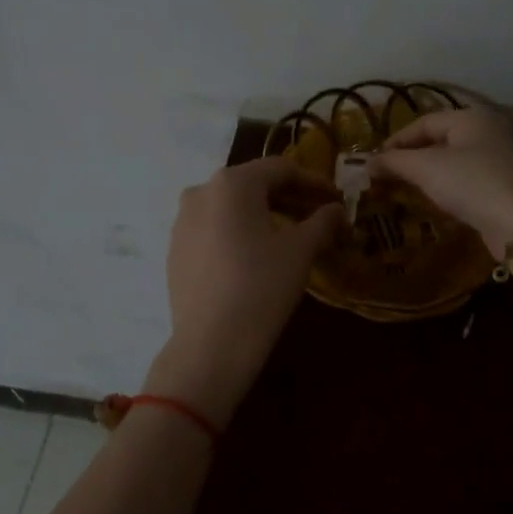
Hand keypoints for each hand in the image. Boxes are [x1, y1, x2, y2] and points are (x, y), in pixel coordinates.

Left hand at [146, 157, 345, 423]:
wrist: (211, 344)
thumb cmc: (262, 286)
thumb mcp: (301, 251)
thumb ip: (322, 222)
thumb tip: (337, 210)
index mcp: (232, 183)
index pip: (281, 169)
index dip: (314, 182)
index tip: (336, 199)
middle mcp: (201, 192)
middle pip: (253, 185)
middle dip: (289, 197)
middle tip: (318, 216)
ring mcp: (182, 221)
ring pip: (232, 207)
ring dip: (264, 214)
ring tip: (290, 235)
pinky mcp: (175, 249)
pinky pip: (214, 228)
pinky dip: (240, 232)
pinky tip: (257, 255)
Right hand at [371, 107, 512, 258]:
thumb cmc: (469, 183)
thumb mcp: (425, 168)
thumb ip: (394, 161)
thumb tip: (367, 162)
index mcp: (470, 118)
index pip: (423, 122)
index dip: (396, 141)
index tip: (374, 162)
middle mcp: (486, 131)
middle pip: (438, 140)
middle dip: (409, 158)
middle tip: (385, 175)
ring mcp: (496, 158)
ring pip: (450, 160)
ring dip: (425, 173)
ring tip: (402, 188)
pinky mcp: (499, 184)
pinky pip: (463, 178)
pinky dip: (443, 185)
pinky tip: (430, 198)